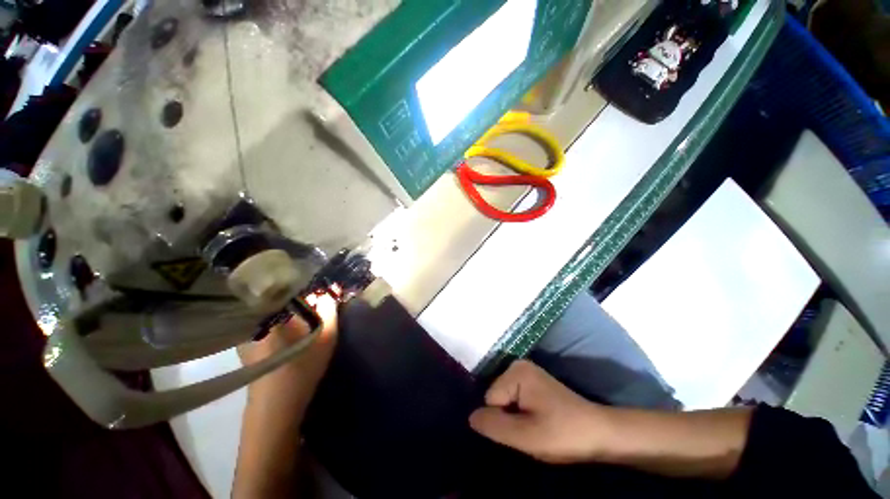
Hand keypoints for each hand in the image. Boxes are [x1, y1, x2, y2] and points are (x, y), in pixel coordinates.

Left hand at [233, 293, 338, 498]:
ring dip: (290, 300)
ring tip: (308, 299)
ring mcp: (248, 330)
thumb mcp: (324, 337)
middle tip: (316, 286)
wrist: (276, 409)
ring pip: (271, 305)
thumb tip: (331, 290)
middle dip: (297, 286)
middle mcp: (253, 317)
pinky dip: (282, 312)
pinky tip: (296, 318)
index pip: (280, 281)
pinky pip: (268, 317)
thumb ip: (329, 310)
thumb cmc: (300, 370)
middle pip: (275, 292)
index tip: (316, 272)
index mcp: (267, 313)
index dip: (300, 274)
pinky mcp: (249, 340)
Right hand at [469, 359, 611, 463]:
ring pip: (504, 401)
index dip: (503, 421)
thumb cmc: (563, 434)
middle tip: (530, 431)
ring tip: (535, 428)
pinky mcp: (533, 383)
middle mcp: (518, 365)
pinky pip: (514, 399)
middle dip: (508, 418)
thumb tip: (470, 417)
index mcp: (516, 371)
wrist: (600, 434)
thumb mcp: (526, 435)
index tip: (523, 431)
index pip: (490, 399)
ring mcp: (526, 373)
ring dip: (514, 418)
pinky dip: (520, 413)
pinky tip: (536, 422)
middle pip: (496, 398)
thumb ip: (494, 425)